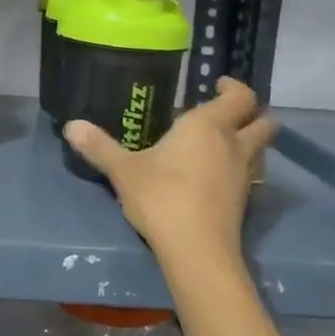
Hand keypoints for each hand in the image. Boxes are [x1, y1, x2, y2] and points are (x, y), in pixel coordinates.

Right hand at [65, 78, 273, 263]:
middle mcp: (233, 144)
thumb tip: (71, 125)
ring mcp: (243, 174)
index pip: (240, 96)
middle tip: (226, 112)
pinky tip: (217, 175)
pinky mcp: (244, 201)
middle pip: (263, 121)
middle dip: (251, 113)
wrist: (196, 251)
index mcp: (208, 126)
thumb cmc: (162, 198)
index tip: (217, 84)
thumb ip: (99, 146)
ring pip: (261, 149)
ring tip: (222, 143)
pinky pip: (251, 173)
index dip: (233, 87)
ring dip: (250, 141)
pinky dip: (241, 167)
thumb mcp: (124, 171)